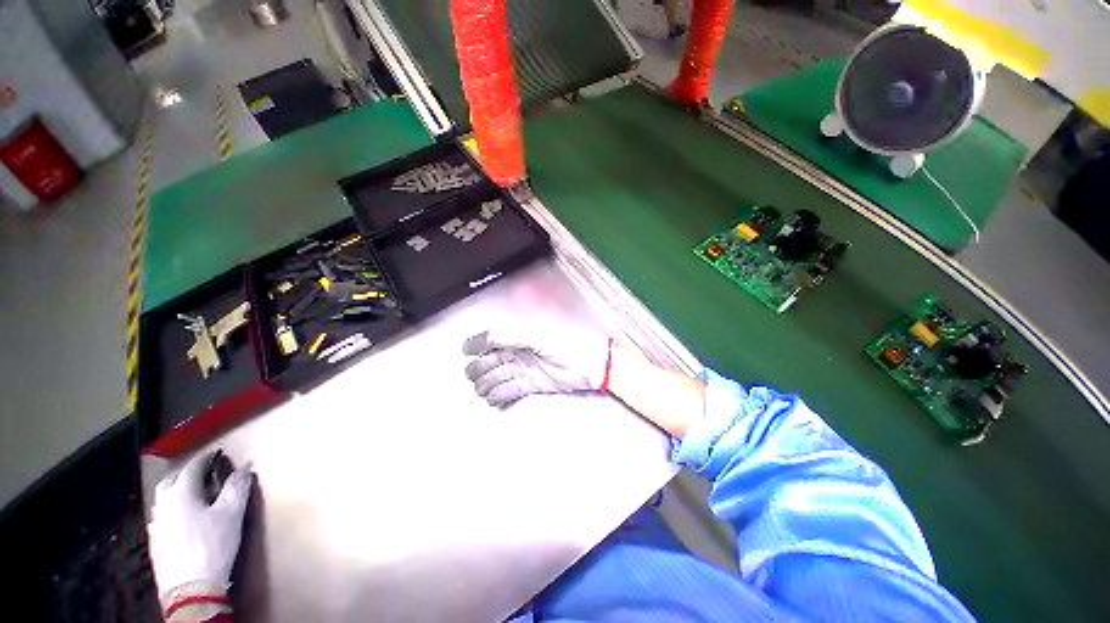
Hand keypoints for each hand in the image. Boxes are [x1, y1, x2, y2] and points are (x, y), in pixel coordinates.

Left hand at [147, 451, 252, 600]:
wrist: (191, 588)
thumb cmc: (213, 545)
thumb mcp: (232, 513)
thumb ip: (238, 486)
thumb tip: (245, 468)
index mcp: (180, 492)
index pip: (194, 466)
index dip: (208, 457)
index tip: (219, 453)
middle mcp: (163, 504)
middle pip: (173, 480)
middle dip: (189, 473)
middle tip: (206, 472)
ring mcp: (157, 524)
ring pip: (165, 499)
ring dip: (180, 491)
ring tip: (197, 493)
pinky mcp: (156, 541)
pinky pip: (164, 515)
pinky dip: (175, 509)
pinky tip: (185, 518)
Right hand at [463, 325, 612, 406]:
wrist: (591, 364)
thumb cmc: (568, 344)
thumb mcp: (537, 336)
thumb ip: (510, 335)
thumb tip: (486, 337)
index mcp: (519, 335)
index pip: (490, 338)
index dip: (476, 343)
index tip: (466, 350)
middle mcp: (518, 351)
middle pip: (489, 361)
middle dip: (479, 369)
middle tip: (477, 376)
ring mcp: (524, 369)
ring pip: (497, 377)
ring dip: (488, 385)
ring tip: (486, 390)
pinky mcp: (531, 384)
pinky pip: (510, 390)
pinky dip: (500, 396)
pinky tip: (496, 399)